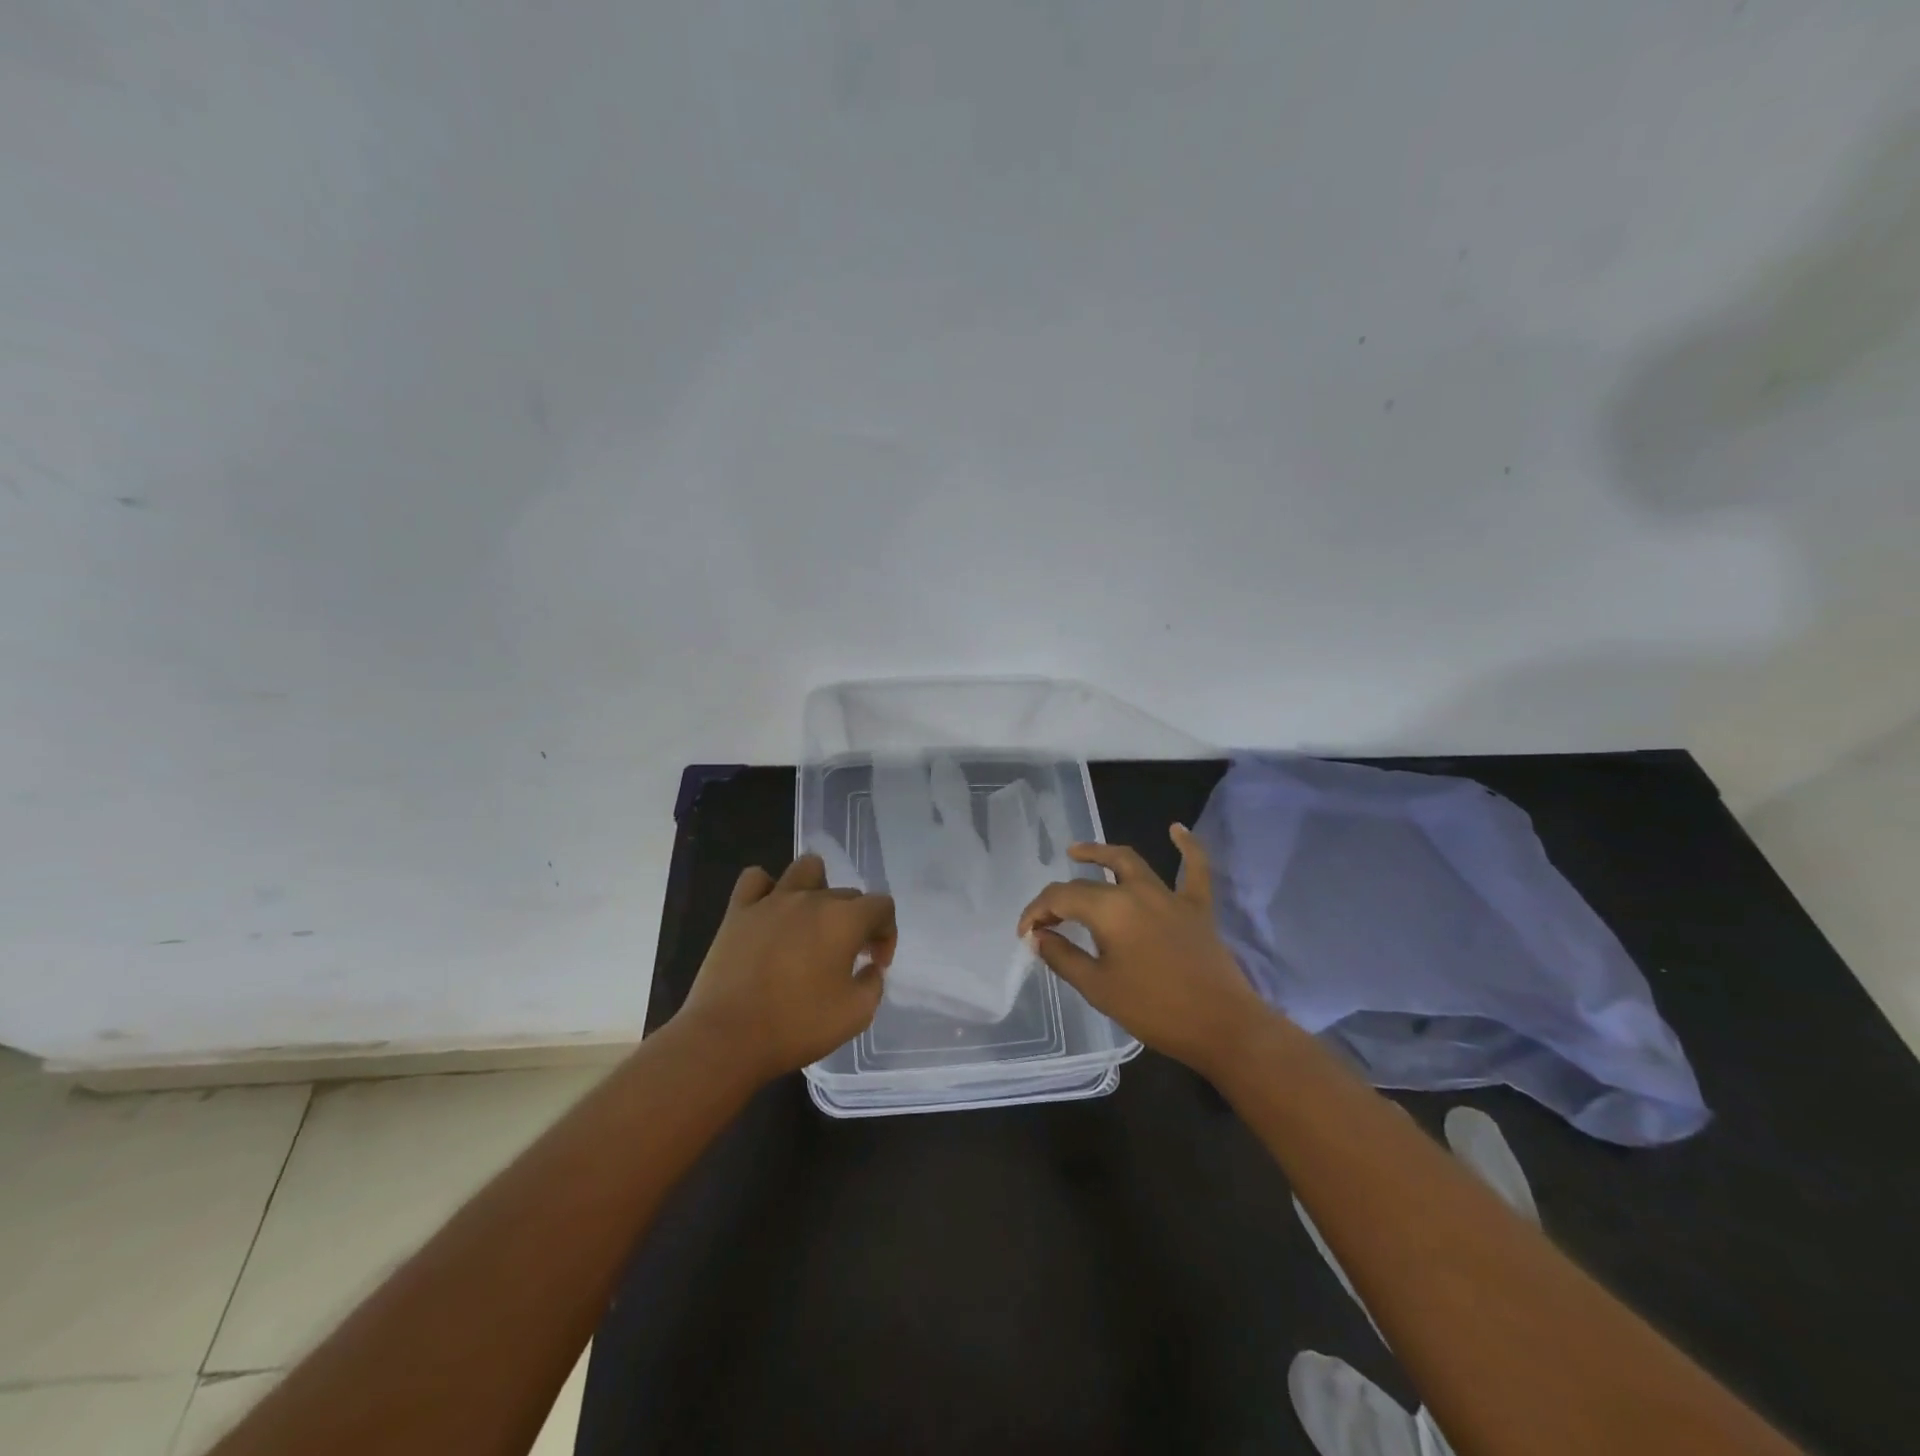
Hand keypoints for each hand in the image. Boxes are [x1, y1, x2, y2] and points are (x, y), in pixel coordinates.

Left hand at [675, 855, 896, 1083]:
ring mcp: (772, 901)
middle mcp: (812, 899)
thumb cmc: (797, 1027)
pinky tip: (769, 913)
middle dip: (855, 922)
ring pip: (805, 868)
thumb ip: (873, 984)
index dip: (887, 933)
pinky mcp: (738, 911)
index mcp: (844, 920)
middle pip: (847, 894)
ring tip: (812, 920)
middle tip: (846, 958)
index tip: (875, 964)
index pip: (882, 906)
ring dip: (817, 888)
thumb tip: (869, 968)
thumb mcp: (856, 1015)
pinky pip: (755, 879)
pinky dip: (766, 889)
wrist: (726, 1038)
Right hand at [1016, 823, 1267, 1075]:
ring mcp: (1170, 896)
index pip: (1061, 898)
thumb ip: (1063, 957)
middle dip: (1061, 895)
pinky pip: (1194, 869)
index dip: (1037, 912)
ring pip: (1131, 862)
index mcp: (1109, 909)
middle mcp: (1137, 891)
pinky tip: (1177, 828)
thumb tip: (1039, 937)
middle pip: (1089, 882)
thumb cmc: (1154, 1009)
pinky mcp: (1197, 907)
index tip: (1025, 935)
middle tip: (1048, 912)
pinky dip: (1187, 846)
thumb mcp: (1098, 988)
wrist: (1221, 1026)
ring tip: (1077, 851)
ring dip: (1101, 853)